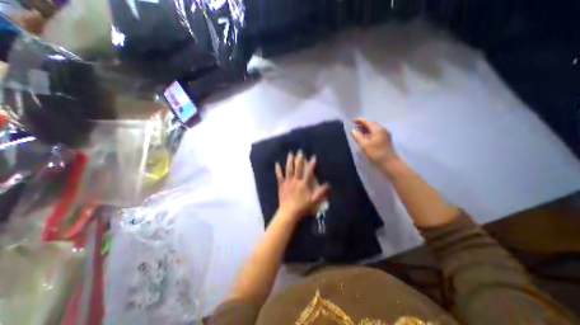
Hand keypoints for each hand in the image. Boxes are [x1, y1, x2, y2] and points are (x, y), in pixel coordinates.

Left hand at [276, 151, 329, 219]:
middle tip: (300, 151)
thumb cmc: (302, 207)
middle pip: (298, 167)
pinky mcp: (281, 185)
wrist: (289, 212)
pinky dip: (278, 169)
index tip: (313, 156)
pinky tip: (277, 163)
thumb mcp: (314, 201)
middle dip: (299, 159)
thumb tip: (328, 184)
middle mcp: (296, 180)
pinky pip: (279, 175)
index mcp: (304, 183)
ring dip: (289, 161)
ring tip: (290, 153)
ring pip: (289, 169)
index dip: (311, 164)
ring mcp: (288, 181)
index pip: (309, 171)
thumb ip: (321, 192)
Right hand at [349, 117, 399, 166]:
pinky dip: (369, 132)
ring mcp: (385, 134)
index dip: (359, 120)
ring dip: (366, 129)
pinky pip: (376, 133)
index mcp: (377, 129)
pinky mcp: (385, 139)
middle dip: (362, 124)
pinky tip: (365, 137)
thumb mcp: (364, 145)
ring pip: (374, 128)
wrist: (389, 163)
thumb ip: (358, 136)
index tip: (352, 121)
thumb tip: (352, 130)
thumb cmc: (376, 153)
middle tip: (354, 126)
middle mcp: (382, 129)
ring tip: (358, 131)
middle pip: (371, 124)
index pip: (367, 122)